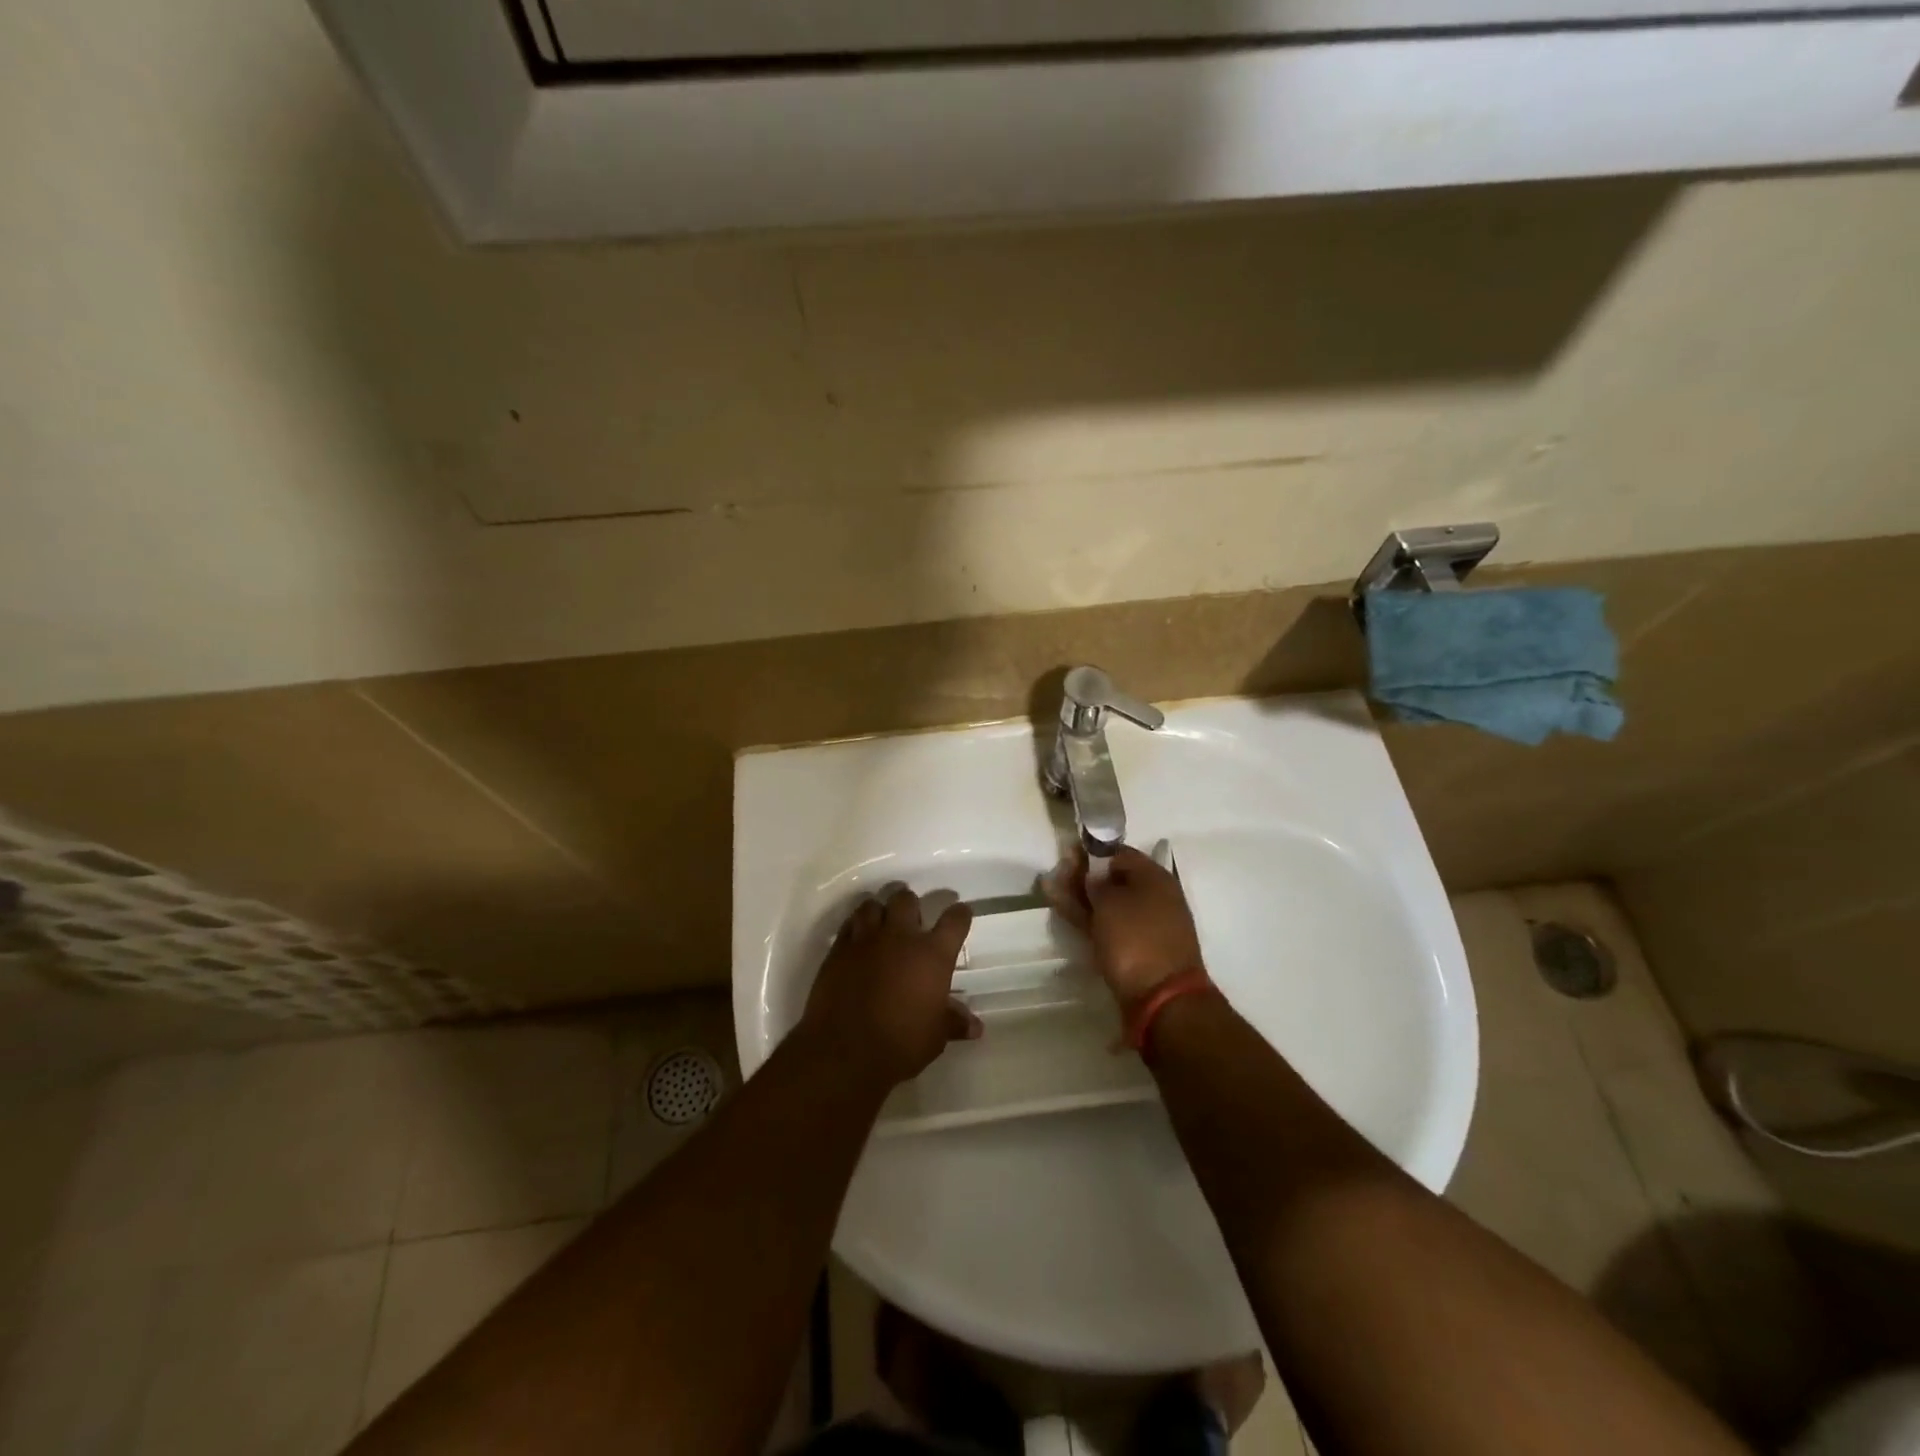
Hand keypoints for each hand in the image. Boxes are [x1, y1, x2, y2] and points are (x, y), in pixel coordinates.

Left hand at [799, 888, 980, 1087]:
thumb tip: (975, 1027)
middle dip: (910, 905)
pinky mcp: (838, 949)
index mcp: (932, 955)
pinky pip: (848, 925)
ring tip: (881, 924)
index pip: (954, 921)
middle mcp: (900, 937)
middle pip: (906, 900)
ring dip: (879, 911)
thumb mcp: (935, 1036)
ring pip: (872, 905)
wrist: (845, 1051)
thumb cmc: (901, 1043)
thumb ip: (953, 1022)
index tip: (960, 913)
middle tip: (911, 920)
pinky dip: (855, 927)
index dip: (959, 914)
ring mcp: (866, 939)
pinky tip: (857, 939)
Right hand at [1043, 844, 1204, 1005]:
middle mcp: (1154, 897)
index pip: (1119, 853)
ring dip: (1081, 897)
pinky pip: (1109, 925)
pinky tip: (1064, 910)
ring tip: (1050, 889)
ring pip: (1109, 904)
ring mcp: (1145, 926)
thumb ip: (1095, 882)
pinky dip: (1088, 918)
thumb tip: (1092, 875)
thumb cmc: (1136, 939)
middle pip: (1114, 879)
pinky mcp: (1136, 950)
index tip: (1067, 854)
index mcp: (1155, 877)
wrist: (1163, 1000)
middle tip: (1055, 874)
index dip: (1091, 851)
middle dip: (1083, 875)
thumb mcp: (1109, 902)